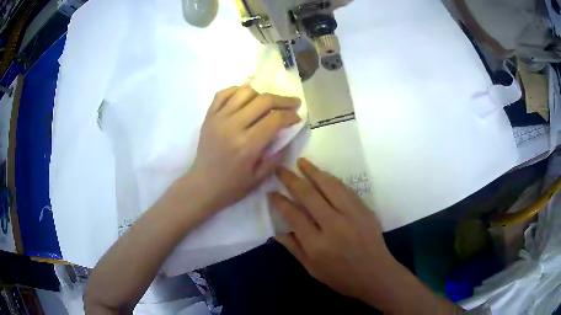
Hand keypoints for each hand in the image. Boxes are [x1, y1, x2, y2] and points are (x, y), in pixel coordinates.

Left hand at [189, 86, 300, 213]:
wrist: (202, 186)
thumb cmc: (232, 186)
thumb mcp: (259, 178)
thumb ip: (276, 155)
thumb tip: (287, 134)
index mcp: (247, 145)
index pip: (275, 119)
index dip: (290, 115)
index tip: (297, 117)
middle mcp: (233, 126)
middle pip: (263, 100)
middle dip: (283, 100)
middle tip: (292, 103)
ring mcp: (218, 118)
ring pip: (244, 92)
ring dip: (261, 94)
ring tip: (267, 103)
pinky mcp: (208, 116)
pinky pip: (223, 93)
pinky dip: (237, 91)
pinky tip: (245, 98)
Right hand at [269, 158, 397, 304]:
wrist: (376, 275)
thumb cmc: (341, 278)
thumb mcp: (312, 269)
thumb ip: (294, 249)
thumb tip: (276, 232)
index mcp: (317, 245)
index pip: (294, 215)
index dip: (280, 201)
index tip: (271, 191)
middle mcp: (333, 226)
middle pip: (309, 195)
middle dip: (291, 179)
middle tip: (281, 169)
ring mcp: (352, 215)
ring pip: (329, 186)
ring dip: (313, 171)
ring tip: (301, 162)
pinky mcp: (364, 210)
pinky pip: (346, 190)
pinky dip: (332, 180)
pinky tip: (324, 174)